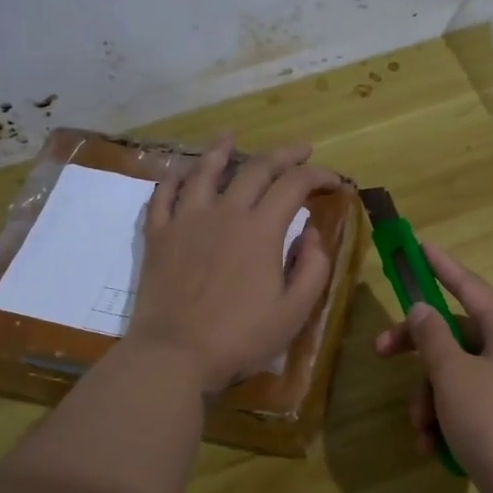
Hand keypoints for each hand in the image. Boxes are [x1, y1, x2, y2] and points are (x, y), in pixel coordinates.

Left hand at [129, 135, 339, 393]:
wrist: (174, 354)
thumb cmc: (240, 337)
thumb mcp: (294, 311)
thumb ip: (313, 268)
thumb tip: (314, 233)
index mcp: (261, 229)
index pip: (295, 185)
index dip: (318, 175)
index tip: (334, 181)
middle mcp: (225, 212)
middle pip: (256, 169)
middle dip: (283, 155)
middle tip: (301, 150)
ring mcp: (186, 220)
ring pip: (205, 172)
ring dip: (222, 151)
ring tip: (231, 137)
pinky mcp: (158, 235)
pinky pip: (164, 196)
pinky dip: (174, 178)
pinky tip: (181, 172)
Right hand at [373, 245, 492, 492]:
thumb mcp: (453, 373)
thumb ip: (432, 336)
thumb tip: (423, 309)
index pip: (468, 285)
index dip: (440, 265)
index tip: (417, 245)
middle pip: (454, 334)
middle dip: (418, 349)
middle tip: (381, 352)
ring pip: (454, 375)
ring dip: (428, 398)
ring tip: (422, 427)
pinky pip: (464, 406)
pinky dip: (444, 422)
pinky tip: (433, 448)